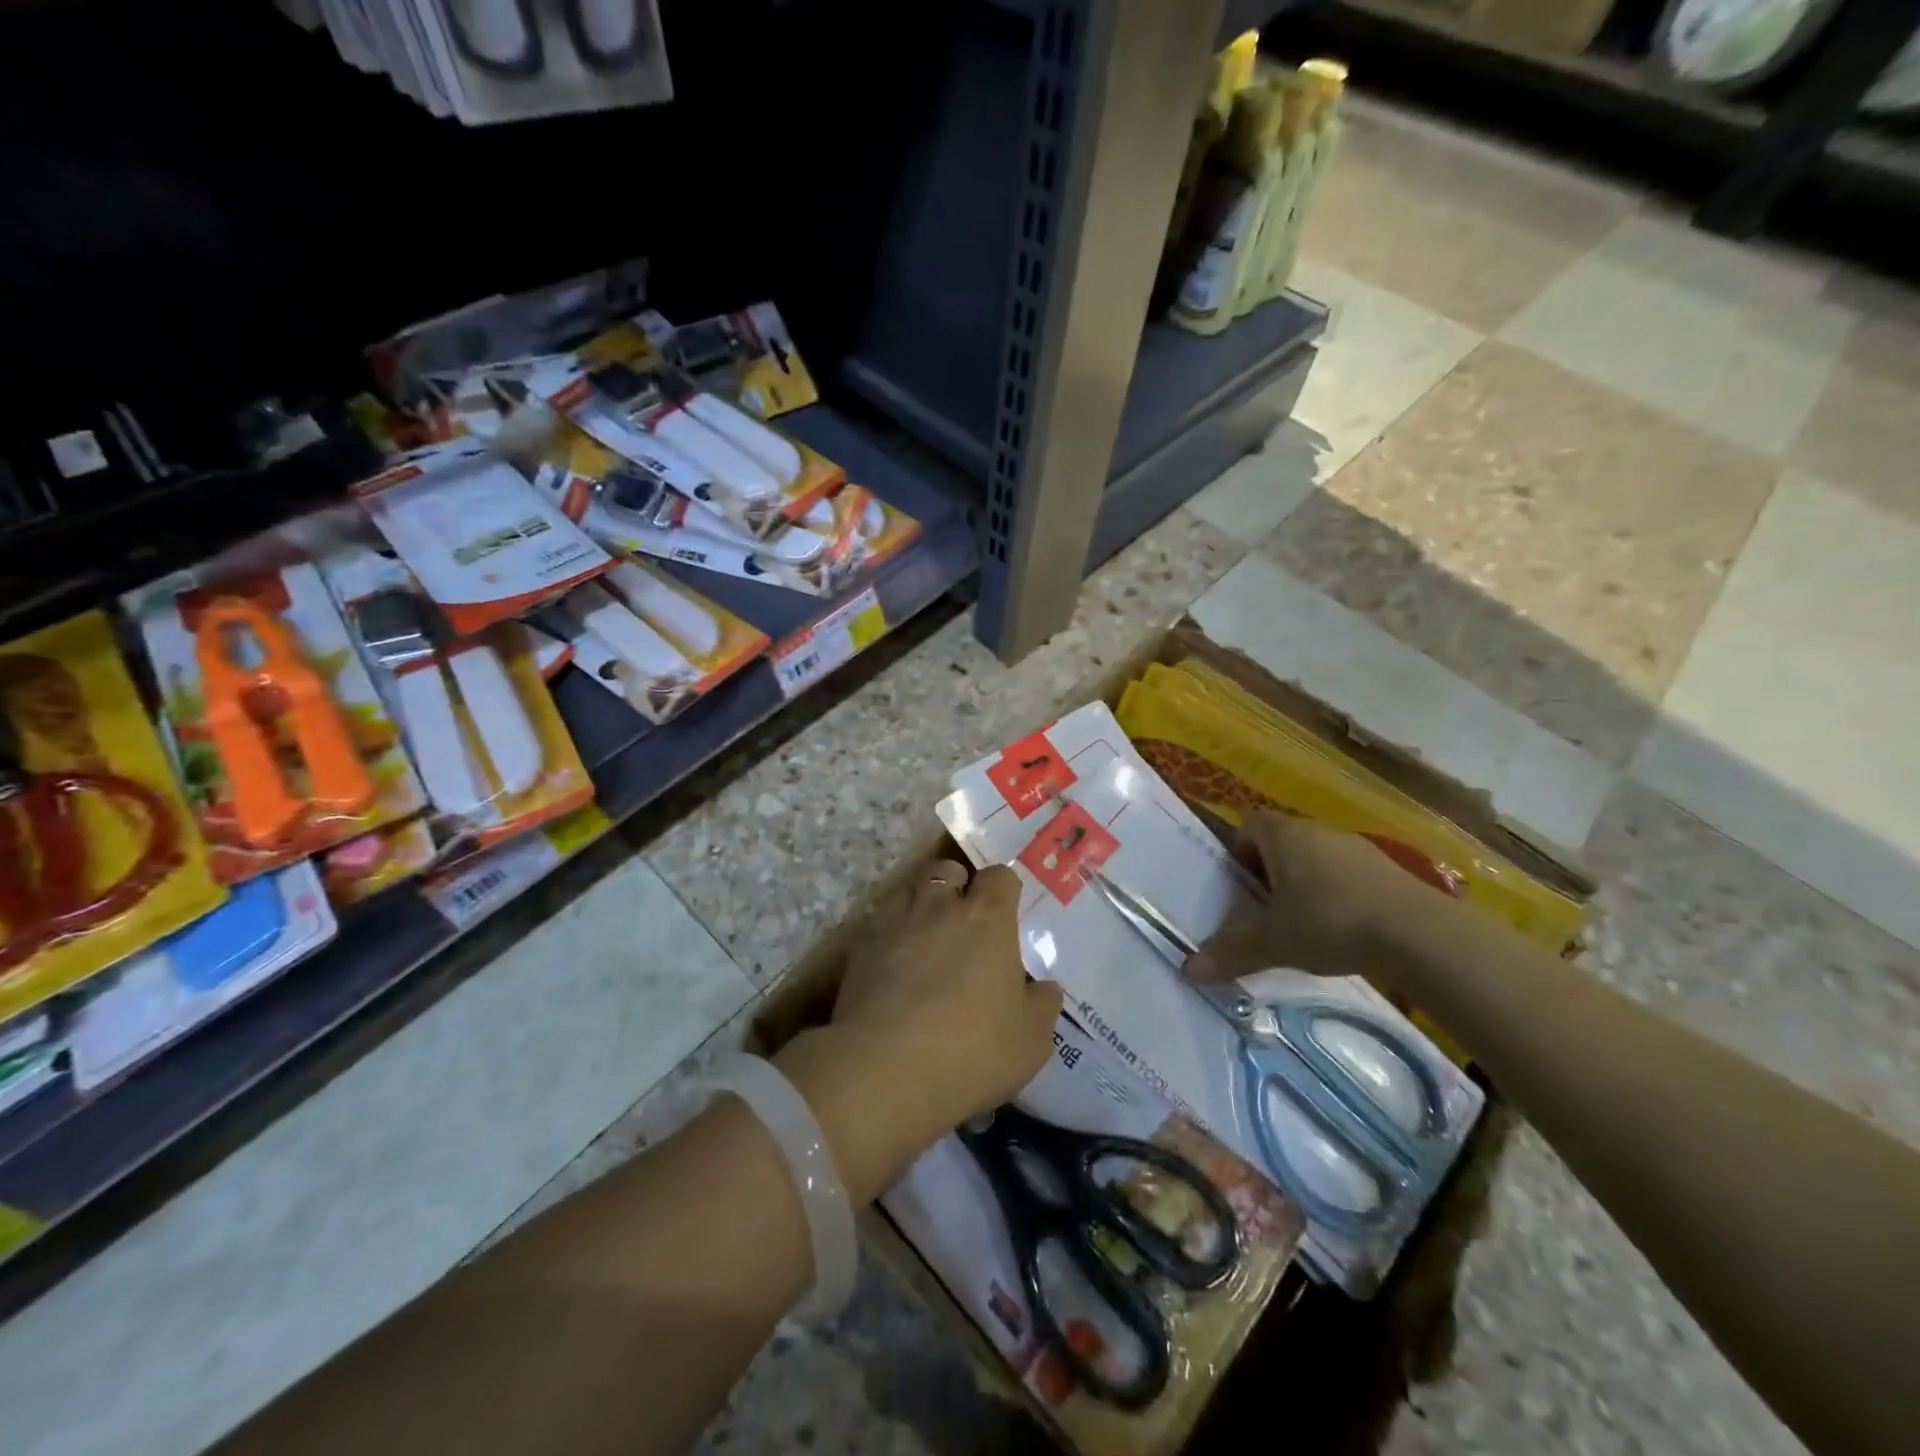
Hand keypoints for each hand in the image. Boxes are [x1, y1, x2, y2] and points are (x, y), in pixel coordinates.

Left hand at [775, 862, 1062, 1202]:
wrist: (884, 1069)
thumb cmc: (972, 1048)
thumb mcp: (1031, 1040)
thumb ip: (1042, 1005)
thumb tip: (1044, 988)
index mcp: (987, 918)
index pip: (1000, 876)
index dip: (1004, 890)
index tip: (1006, 914)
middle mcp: (939, 906)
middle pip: (948, 870)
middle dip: (957, 886)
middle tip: (964, 924)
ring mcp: (893, 922)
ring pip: (909, 893)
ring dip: (920, 909)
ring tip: (926, 944)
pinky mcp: (858, 948)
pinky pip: (879, 927)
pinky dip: (889, 939)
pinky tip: (893, 972)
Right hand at [1186, 813, 1452, 984]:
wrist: (1419, 934)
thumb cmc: (1330, 922)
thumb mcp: (1273, 942)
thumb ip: (1230, 953)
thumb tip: (1188, 970)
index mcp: (1283, 835)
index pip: (1248, 826)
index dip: (1238, 853)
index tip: (1239, 888)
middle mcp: (1317, 830)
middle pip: (1281, 841)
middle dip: (1269, 872)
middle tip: (1265, 911)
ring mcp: (1356, 846)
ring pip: (1315, 857)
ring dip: (1305, 883)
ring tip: (1304, 924)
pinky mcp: (1388, 868)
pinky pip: (1347, 873)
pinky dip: (1338, 893)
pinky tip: (1344, 929)